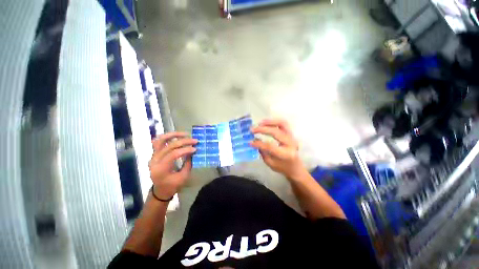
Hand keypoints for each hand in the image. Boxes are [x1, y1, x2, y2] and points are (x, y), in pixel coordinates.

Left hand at [149, 132, 197, 199]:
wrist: (160, 190)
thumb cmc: (173, 185)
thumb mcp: (183, 176)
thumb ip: (188, 163)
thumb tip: (193, 150)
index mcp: (161, 169)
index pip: (173, 155)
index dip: (185, 150)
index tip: (195, 149)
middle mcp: (155, 161)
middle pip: (169, 146)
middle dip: (183, 142)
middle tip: (194, 140)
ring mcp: (153, 156)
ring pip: (161, 140)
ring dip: (173, 135)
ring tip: (185, 134)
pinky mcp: (154, 154)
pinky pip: (158, 142)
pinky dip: (167, 137)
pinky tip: (176, 135)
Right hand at [251, 119, 306, 179]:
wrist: (296, 167)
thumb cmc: (282, 167)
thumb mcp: (270, 163)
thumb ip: (262, 152)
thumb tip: (254, 141)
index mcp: (285, 154)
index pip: (270, 146)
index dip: (258, 143)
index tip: (249, 142)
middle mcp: (290, 143)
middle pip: (275, 132)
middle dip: (262, 129)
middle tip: (252, 130)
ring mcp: (292, 137)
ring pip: (282, 124)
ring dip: (269, 122)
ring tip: (260, 123)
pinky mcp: (291, 134)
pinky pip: (283, 124)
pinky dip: (274, 122)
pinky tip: (266, 123)